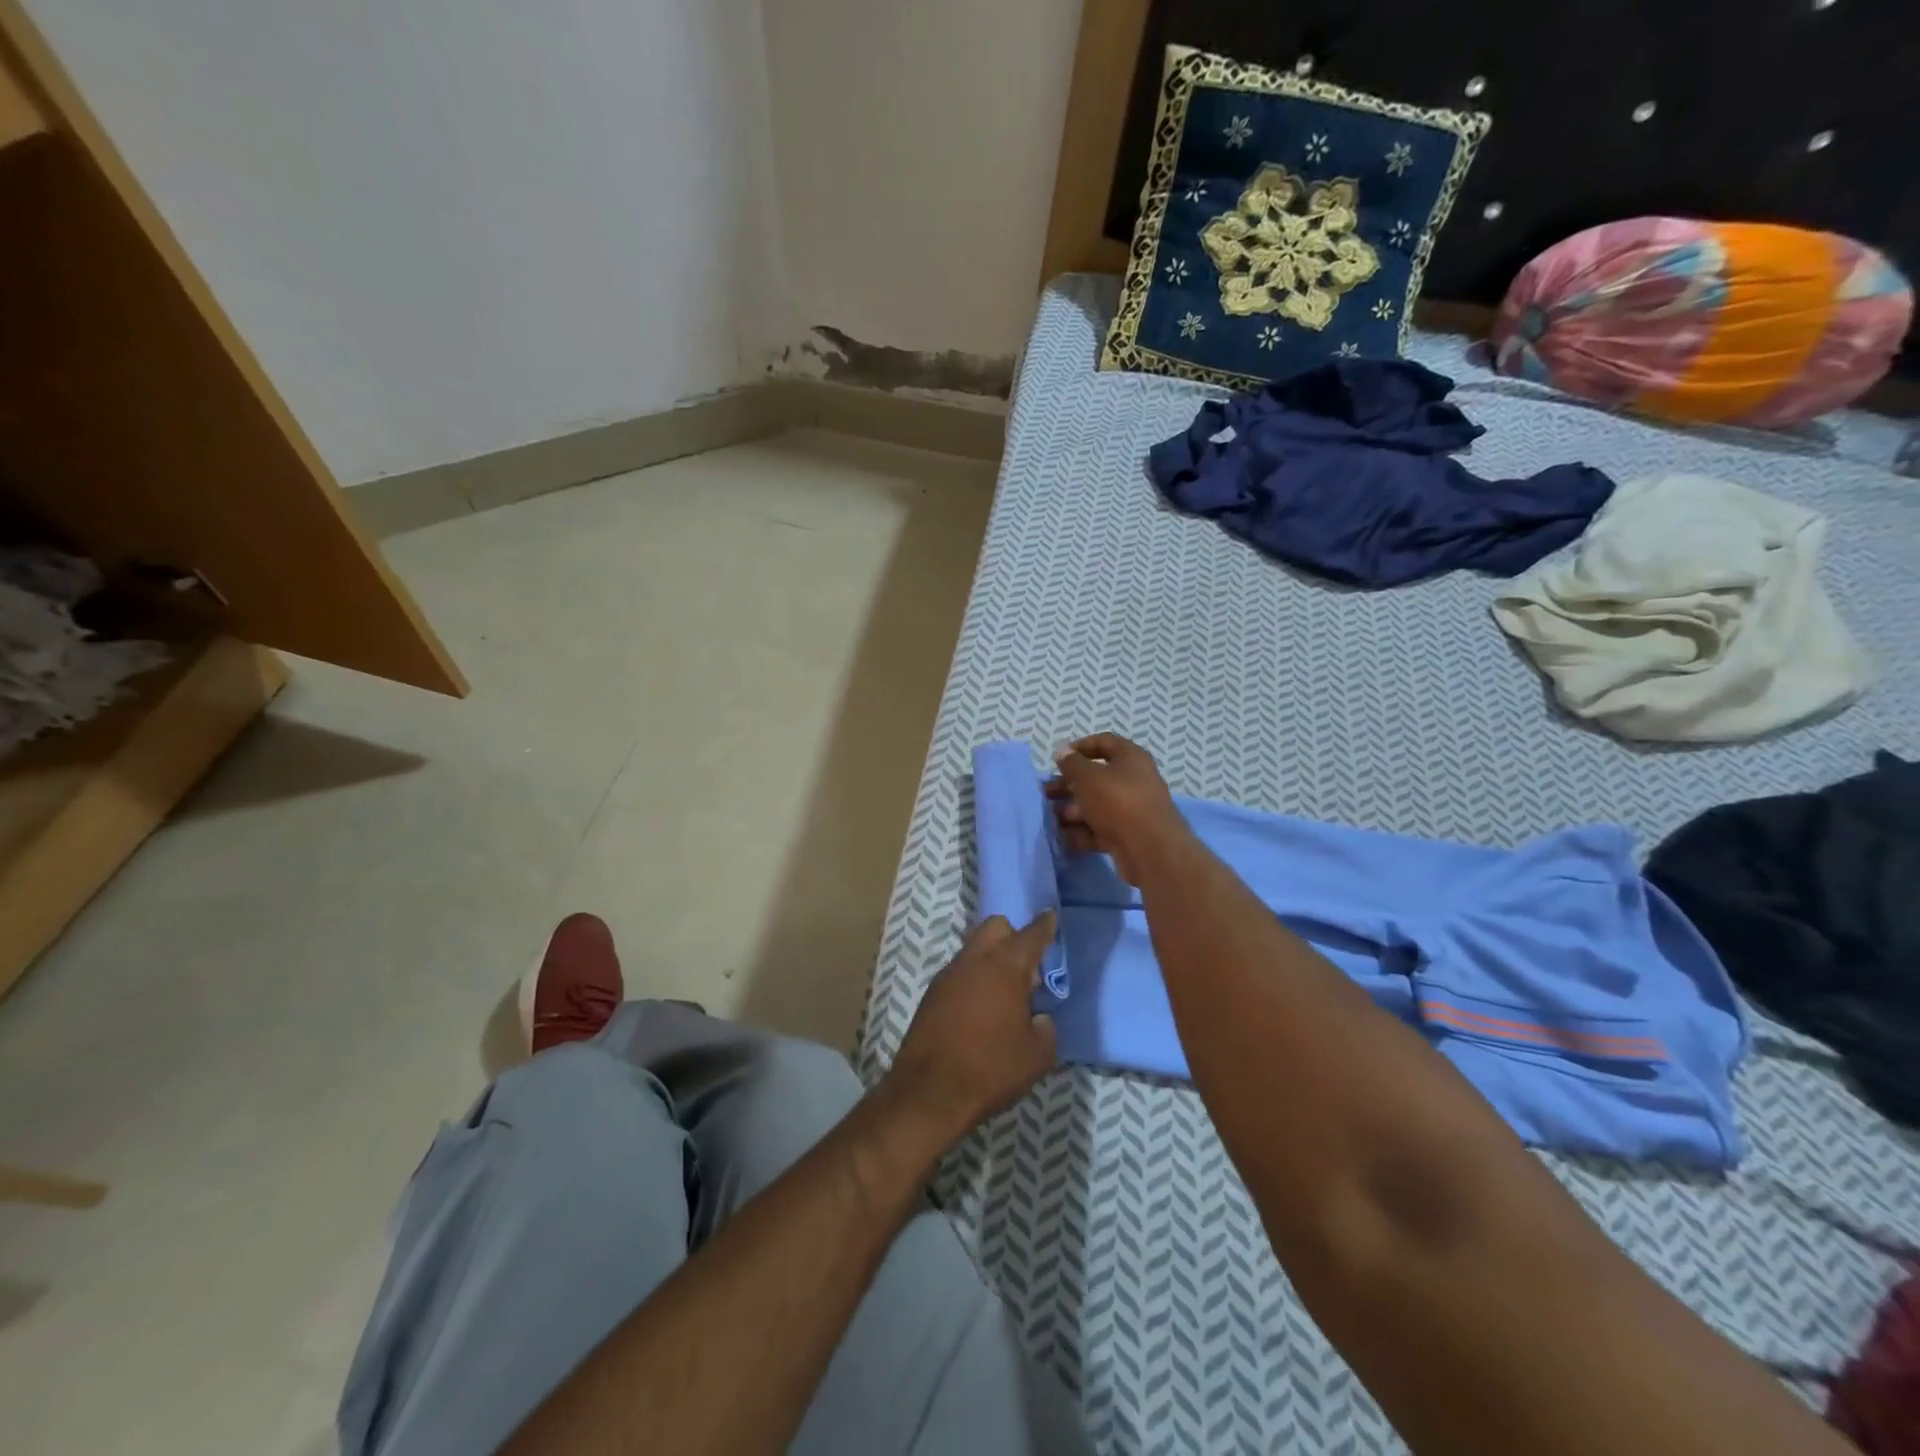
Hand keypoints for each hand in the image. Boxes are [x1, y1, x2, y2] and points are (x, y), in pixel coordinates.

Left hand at [884, 914, 1058, 1144]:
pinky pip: (960, 972)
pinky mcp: (932, 993)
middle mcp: (975, 960)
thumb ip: (1045, 1027)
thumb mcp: (1037, 1055)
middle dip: (1013, 937)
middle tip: (1027, 969)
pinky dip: (974, 979)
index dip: (1045, 925)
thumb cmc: (991, 1069)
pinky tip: (981, 1009)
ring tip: (1005, 995)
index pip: (1031, 935)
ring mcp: (949, 974)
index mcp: (1005, 966)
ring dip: (991, 959)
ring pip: (975, 948)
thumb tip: (1037, 1018)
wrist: (929, 1092)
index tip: (1051, 916)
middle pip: (996, 928)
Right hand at [1046, 733, 1189, 884]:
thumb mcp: (1088, 777)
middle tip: (1045, 792)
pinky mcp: (1127, 835)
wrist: (1150, 849)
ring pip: (1096, 806)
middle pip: (1097, 778)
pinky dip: (1082, 832)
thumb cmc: (1118, 801)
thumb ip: (1072, 763)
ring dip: (1072, 810)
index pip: (1105, 742)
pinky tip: (1062, 838)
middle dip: (1069, 785)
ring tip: (1050, 817)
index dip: (1080, 746)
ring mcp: (1132, 810)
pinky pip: (1100, 829)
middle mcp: (1134, 781)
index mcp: (1131, 758)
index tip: (1058, 758)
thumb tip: (1062, 750)